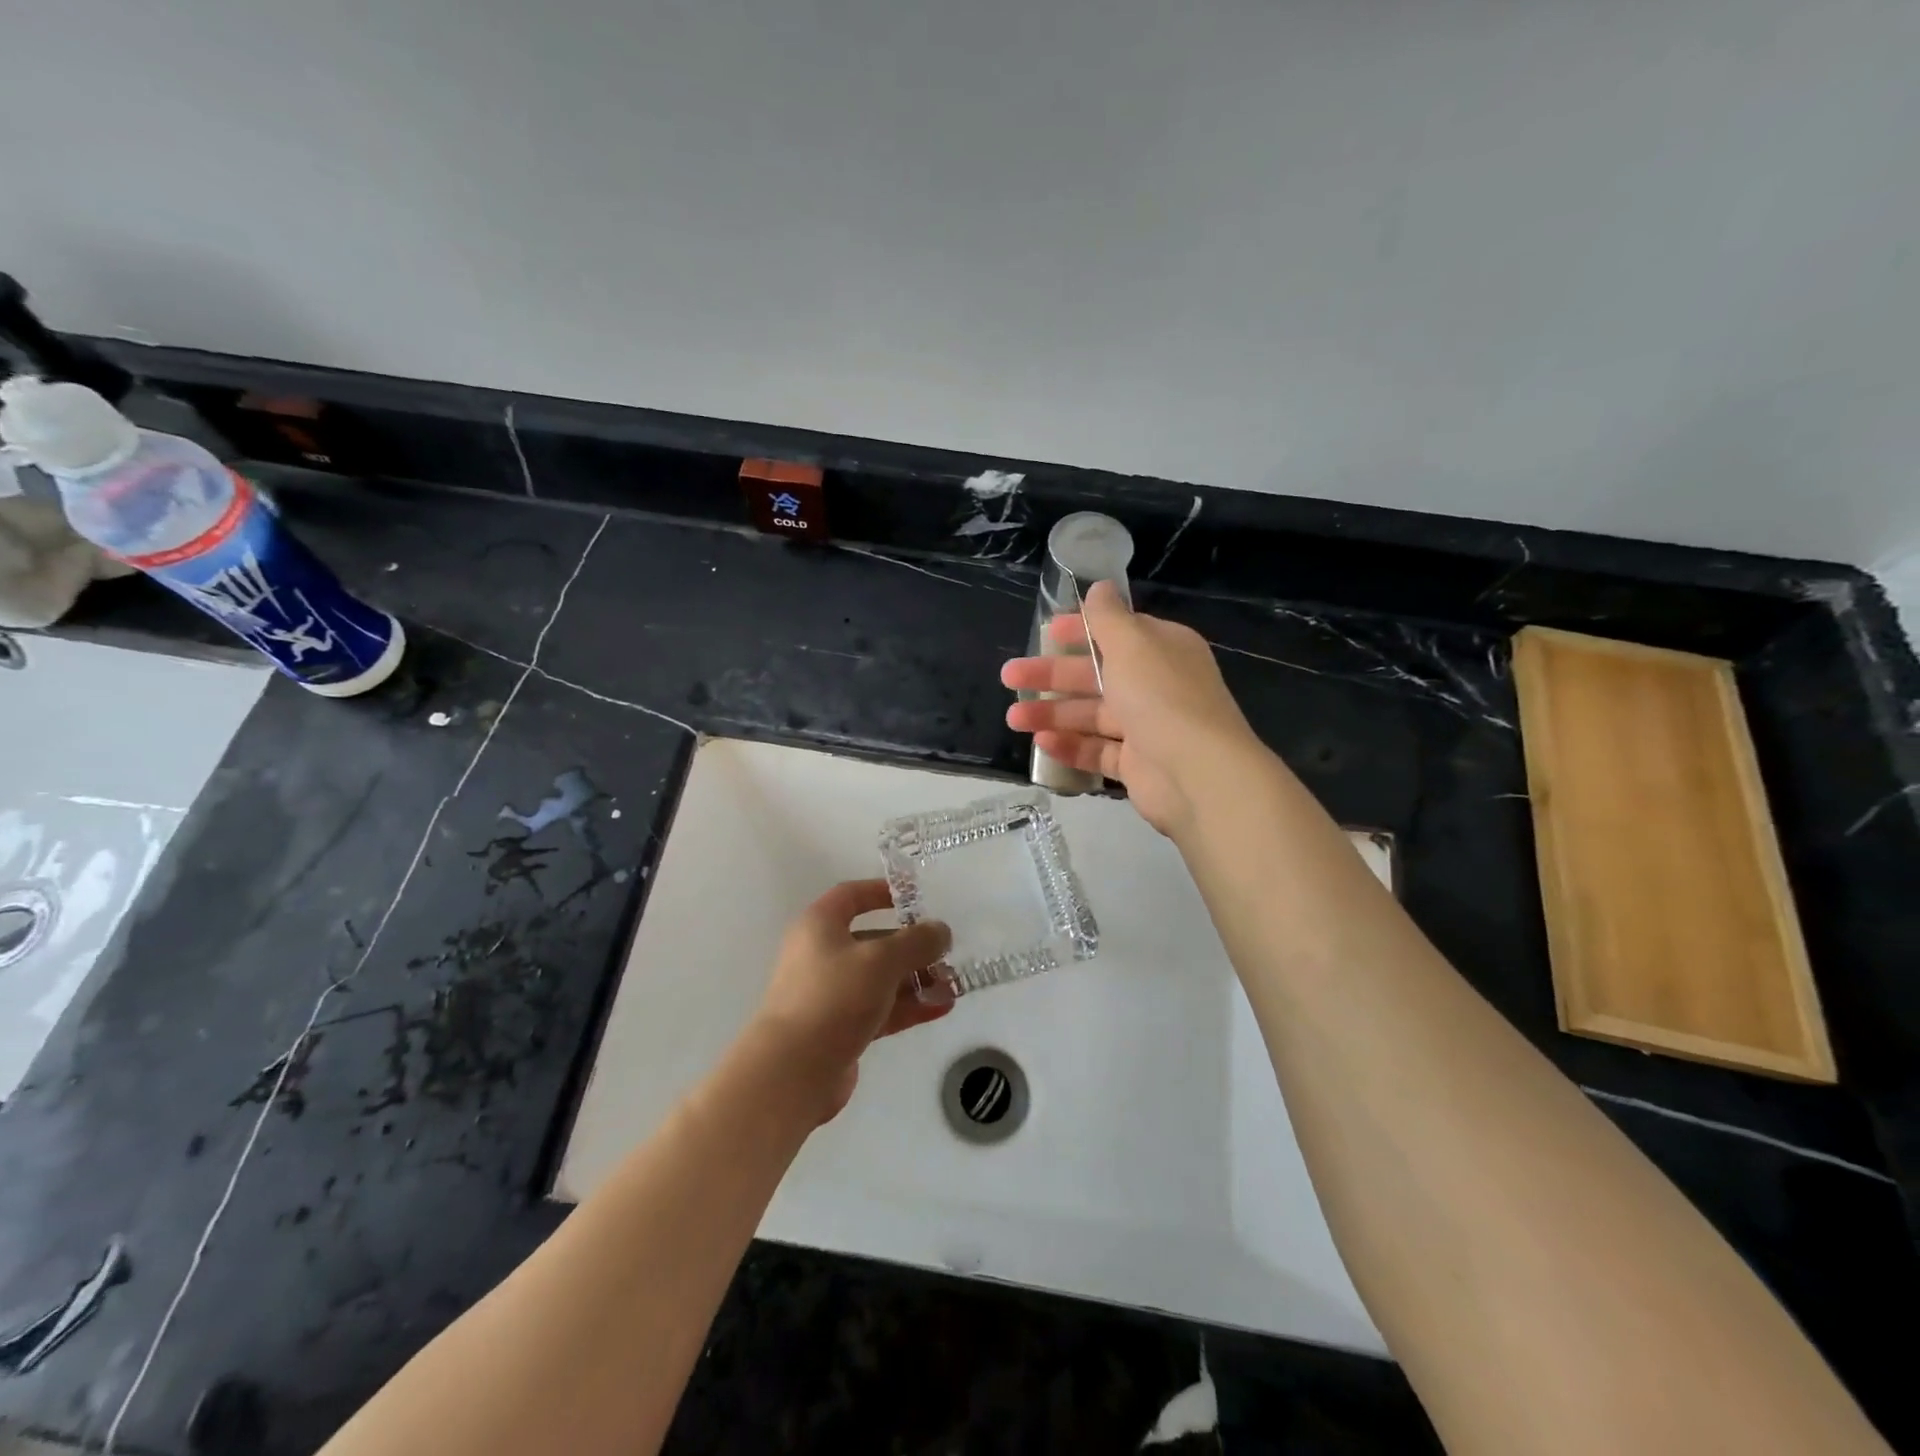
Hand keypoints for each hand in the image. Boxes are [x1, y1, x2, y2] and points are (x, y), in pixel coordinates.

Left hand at [748, 880, 952, 1120]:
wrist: (793, 1071)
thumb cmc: (833, 997)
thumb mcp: (881, 960)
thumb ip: (916, 942)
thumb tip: (940, 931)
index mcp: (819, 926)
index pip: (851, 896)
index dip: (881, 891)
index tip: (914, 897)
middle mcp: (821, 955)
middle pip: (872, 940)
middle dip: (911, 946)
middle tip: (945, 953)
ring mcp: (829, 994)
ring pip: (879, 978)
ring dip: (915, 979)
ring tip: (952, 986)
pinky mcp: (839, 1029)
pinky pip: (879, 1009)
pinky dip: (908, 1006)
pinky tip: (941, 1008)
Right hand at [1001, 581, 1260, 836]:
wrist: (1197, 773)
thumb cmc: (1161, 697)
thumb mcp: (1132, 644)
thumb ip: (1109, 617)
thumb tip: (1100, 587)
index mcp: (1161, 650)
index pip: (1116, 634)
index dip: (1080, 630)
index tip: (1045, 632)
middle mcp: (1156, 685)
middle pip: (1095, 675)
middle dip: (1051, 676)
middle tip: (1009, 677)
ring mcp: (1148, 728)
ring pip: (1091, 715)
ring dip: (1052, 714)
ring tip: (1014, 719)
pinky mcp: (1138, 765)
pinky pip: (1098, 751)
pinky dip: (1070, 747)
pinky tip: (1041, 744)